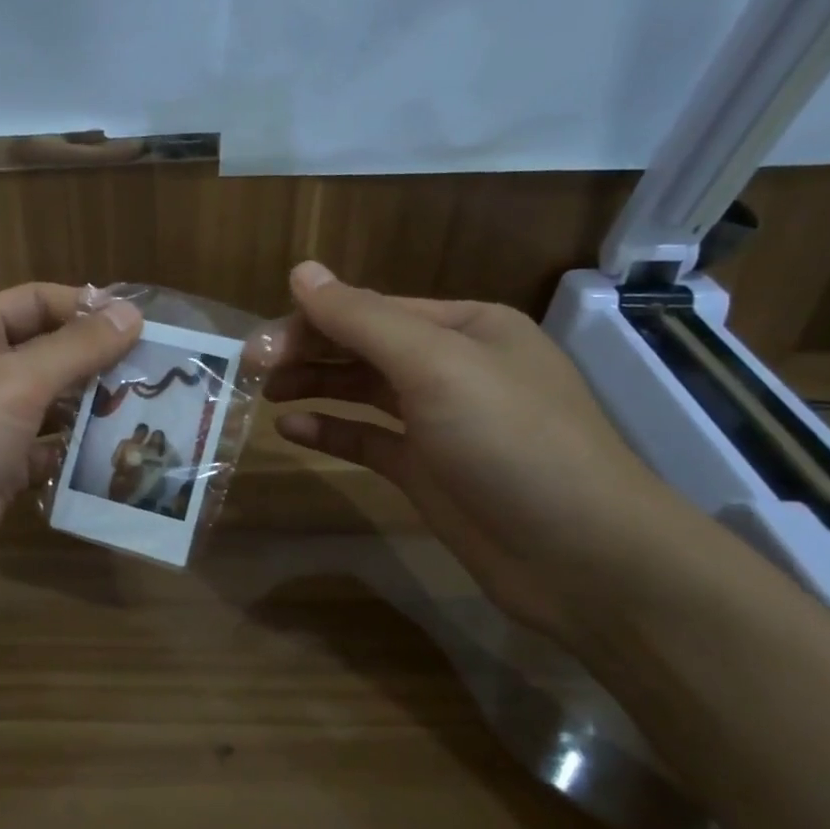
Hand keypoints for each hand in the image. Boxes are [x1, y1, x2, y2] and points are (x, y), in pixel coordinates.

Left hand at [0, 283, 140, 622]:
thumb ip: (76, 348)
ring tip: (147, 415)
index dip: (87, 308)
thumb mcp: (17, 383)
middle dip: (96, 363)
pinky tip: (112, 458)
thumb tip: (131, 313)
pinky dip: (71, 453)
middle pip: (45, 353)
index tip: (143, 326)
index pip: (35, 301)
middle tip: (156, 375)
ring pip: (47, 404)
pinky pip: (41, 449)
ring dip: (90, 410)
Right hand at [266, 261, 703, 651]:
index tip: (257, 345)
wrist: (579, 556)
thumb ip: (363, 319)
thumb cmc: (510, 441)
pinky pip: (368, 439)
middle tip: (249, 370)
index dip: (311, 321)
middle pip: (363, 347)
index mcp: (465, 327)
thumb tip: (301, 271)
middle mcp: (453, 366)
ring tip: (264, 394)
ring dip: (314, 386)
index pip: (372, 309)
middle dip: (307, 352)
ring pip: (362, 391)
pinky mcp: (428, 470)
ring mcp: (440, 422)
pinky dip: (331, 430)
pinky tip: (292, 430)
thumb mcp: (435, 365)